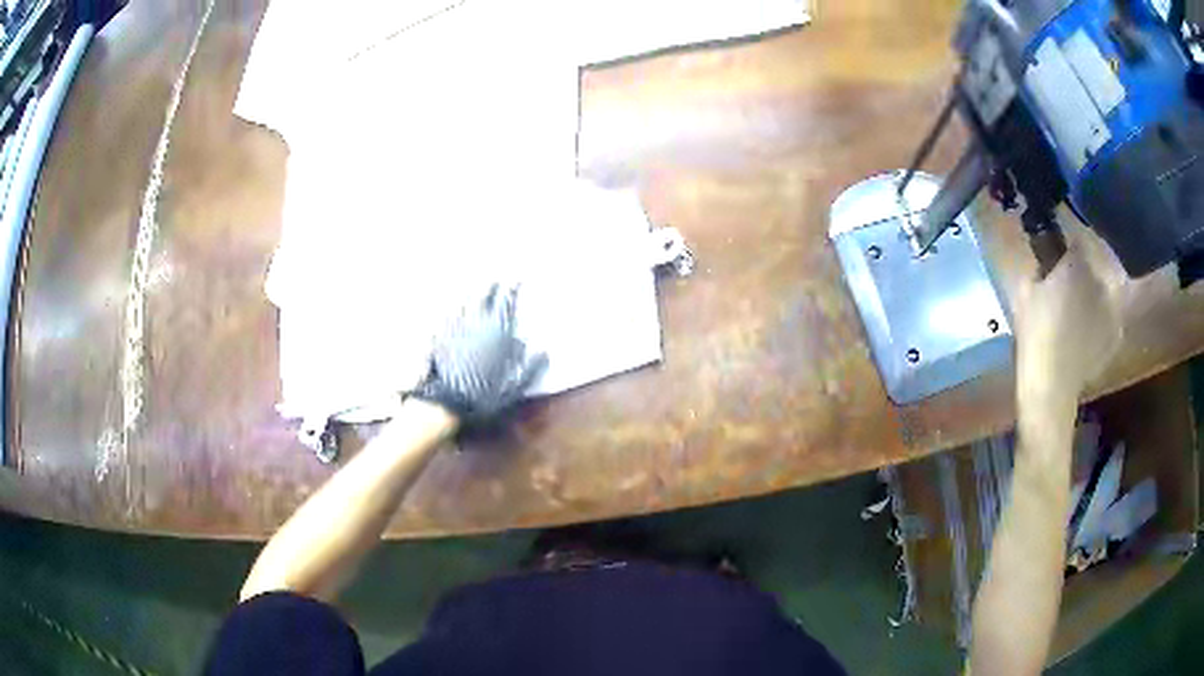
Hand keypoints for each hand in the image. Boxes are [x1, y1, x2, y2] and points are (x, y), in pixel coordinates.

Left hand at [414, 284, 547, 423]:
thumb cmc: (483, 396)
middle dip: (492, 284)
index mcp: (498, 333)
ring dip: (473, 290)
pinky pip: (448, 312)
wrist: (447, 402)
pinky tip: (454, 303)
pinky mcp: (441, 334)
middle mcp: (478, 323)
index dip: (513, 287)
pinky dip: (454, 304)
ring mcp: (457, 326)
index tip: (519, 278)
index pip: (506, 301)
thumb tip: (544, 352)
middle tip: (497, 277)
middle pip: (484, 294)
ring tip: (477, 285)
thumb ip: (531, 368)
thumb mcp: (514, 387)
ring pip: (465, 299)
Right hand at [1013, 249, 1120, 410]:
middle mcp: (1101, 279)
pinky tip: (1088, 332)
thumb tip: (1045, 261)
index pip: (1077, 238)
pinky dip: (1101, 319)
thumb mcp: (1024, 293)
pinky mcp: (1117, 334)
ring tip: (1080, 310)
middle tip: (1068, 284)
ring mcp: (1113, 308)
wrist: (1052, 385)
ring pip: (1104, 291)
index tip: (1059, 251)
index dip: (1068, 244)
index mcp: (1078, 263)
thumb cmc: (1035, 334)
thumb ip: (1038, 268)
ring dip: (1094, 294)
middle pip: (1094, 265)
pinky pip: (1109, 316)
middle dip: (1083, 270)